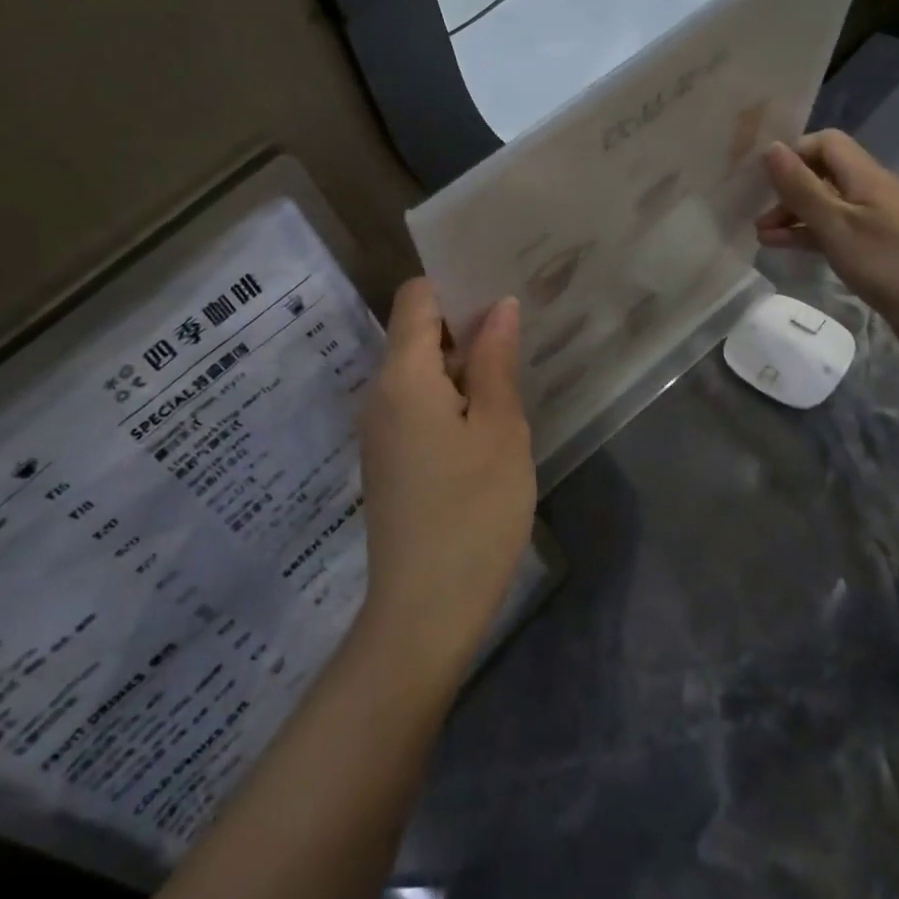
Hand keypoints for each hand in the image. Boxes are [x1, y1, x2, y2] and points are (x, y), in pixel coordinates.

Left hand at [356, 280, 535, 678]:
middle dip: (465, 324)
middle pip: (416, 332)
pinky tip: (487, 415)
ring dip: (461, 363)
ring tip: (511, 367)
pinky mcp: (388, 458)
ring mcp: (379, 428)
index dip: (454, 284)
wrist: (423, 614)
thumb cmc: (472, 513)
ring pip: (418, 370)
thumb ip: (496, 361)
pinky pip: (415, 402)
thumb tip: (499, 306)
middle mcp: (380, 393)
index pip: (416, 297)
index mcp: (403, 375)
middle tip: (519, 328)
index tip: (499, 288)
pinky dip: (449, 395)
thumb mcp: (499, 430)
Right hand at [756, 130, 898, 361]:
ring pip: (823, 204)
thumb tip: (771, 148)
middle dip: (787, 188)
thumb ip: (801, 187)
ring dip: (791, 214)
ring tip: (760, 234)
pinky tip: (779, 246)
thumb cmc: (887, 261)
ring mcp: (870, 220)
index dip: (794, 152)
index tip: (765, 177)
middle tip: (756, 210)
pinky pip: (830, 230)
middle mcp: (868, 191)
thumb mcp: (835, 223)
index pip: (825, 143)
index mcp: (865, 176)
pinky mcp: (870, 247)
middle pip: (821, 173)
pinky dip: (805, 234)